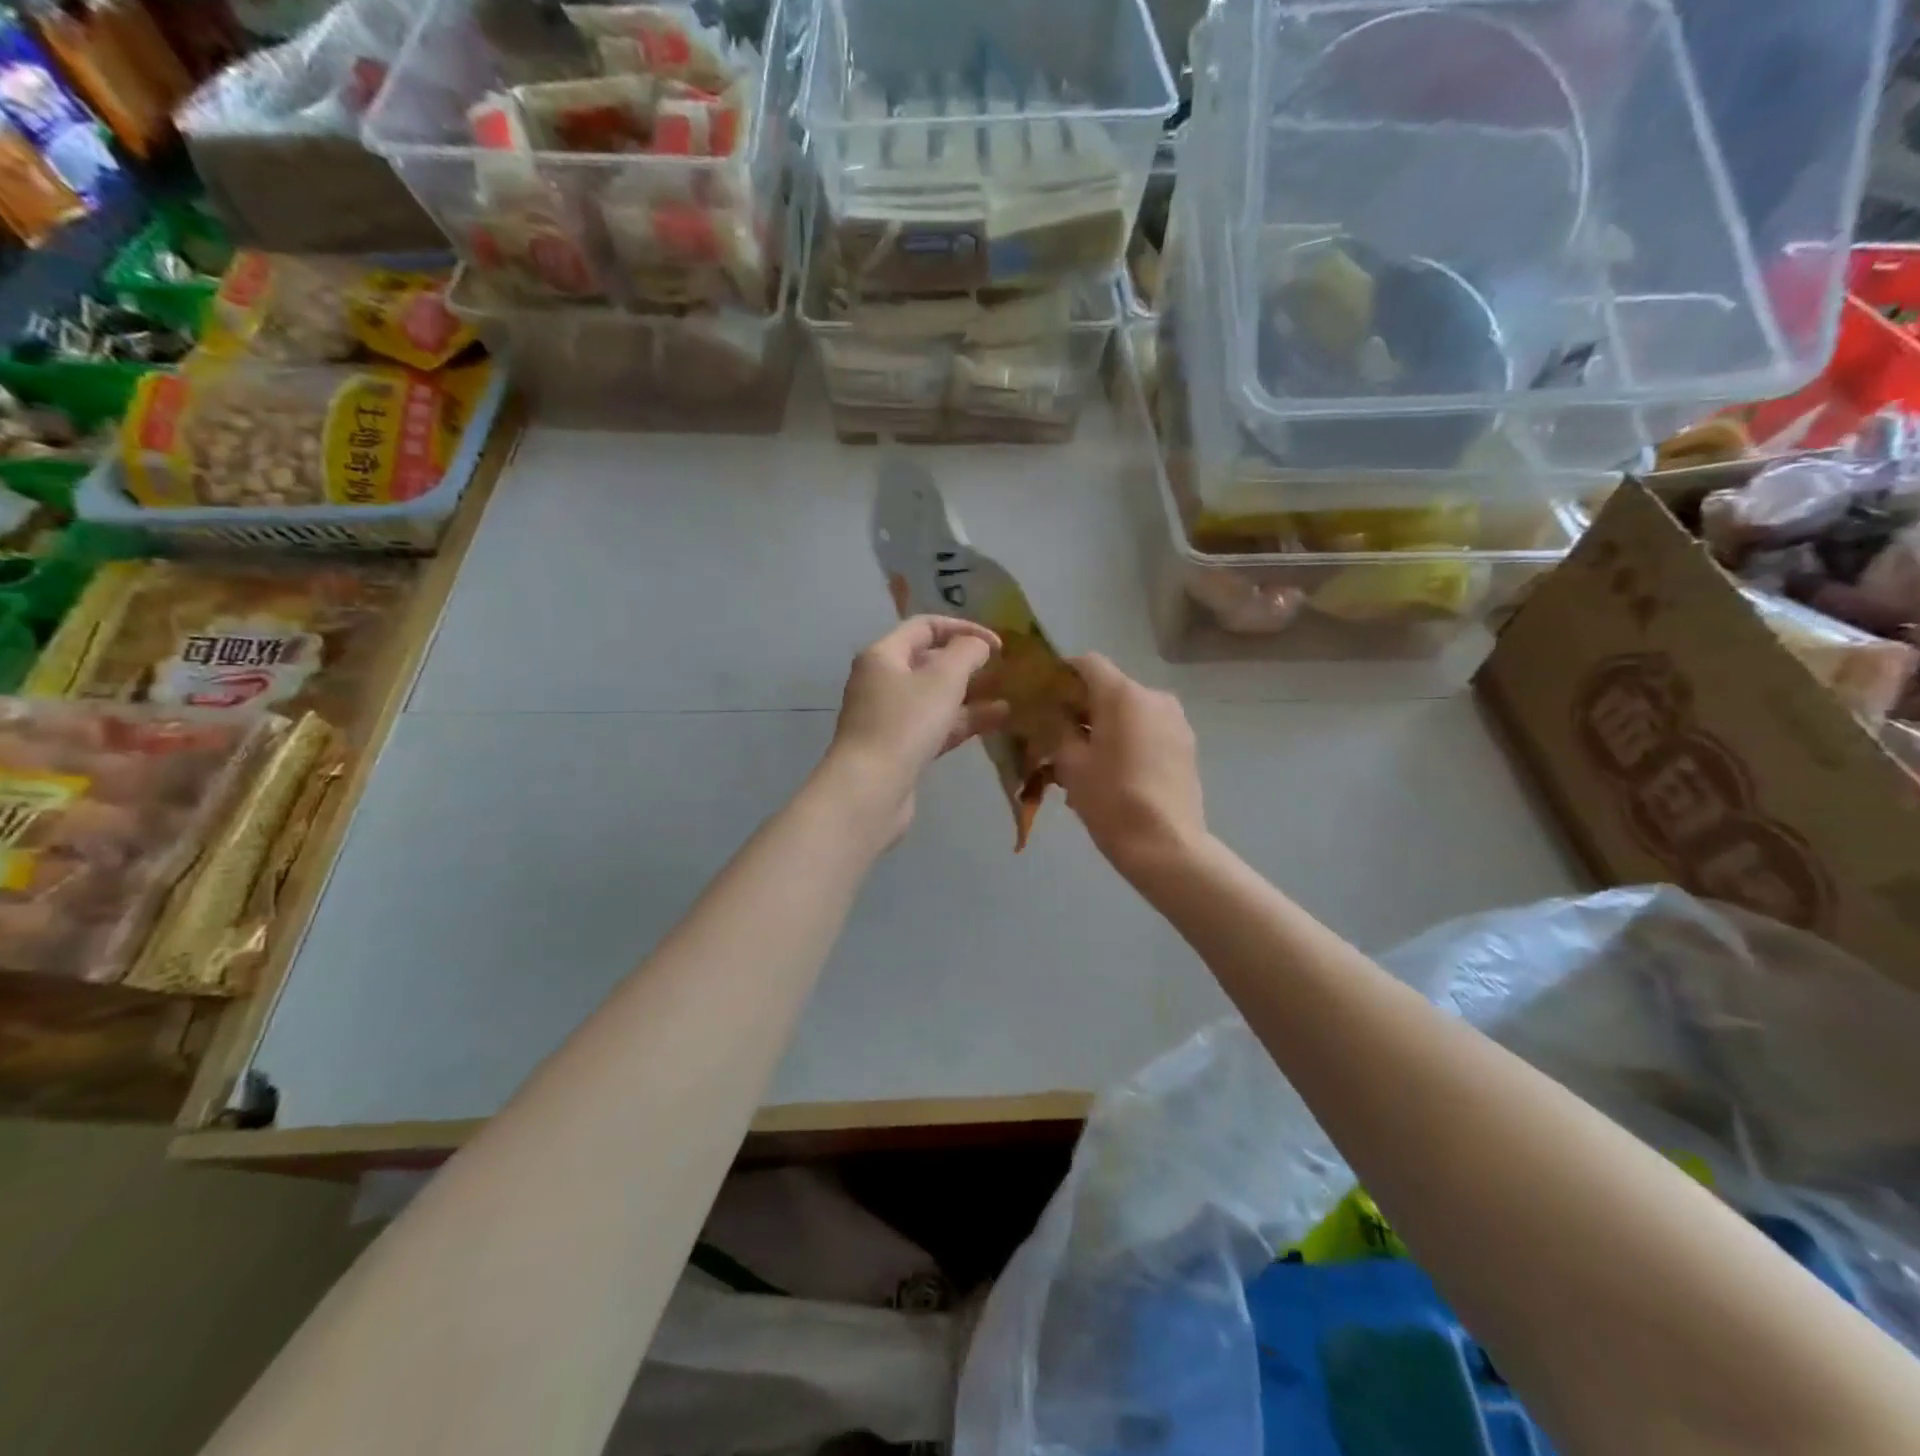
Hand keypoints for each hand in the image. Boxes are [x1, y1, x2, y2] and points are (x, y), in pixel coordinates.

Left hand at [824, 616, 1009, 840]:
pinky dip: (961, 721)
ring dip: (969, 696)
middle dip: (966, 664)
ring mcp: (888, 718)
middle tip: (1000, 670)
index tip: (997, 645)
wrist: (870, 789)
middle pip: (928, 662)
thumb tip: (979, 645)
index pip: (925, 627)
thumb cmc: (905, 724)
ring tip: (1007, 698)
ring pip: (934, 698)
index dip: (963, 629)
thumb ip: (967, 653)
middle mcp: (881, 682)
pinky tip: (995, 721)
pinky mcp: (898, 749)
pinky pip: (934, 726)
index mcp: (883, 655)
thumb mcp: (943, 679)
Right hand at [1051, 653, 1206, 880]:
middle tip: (1057, 736)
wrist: (1166, 846)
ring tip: (1084, 761)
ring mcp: (1175, 721)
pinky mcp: (1185, 745)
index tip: (1043, 698)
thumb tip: (1050, 712)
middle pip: (1109, 688)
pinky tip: (1111, 771)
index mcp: (1123, 695)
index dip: (1061, 674)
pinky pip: (1147, 730)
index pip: (1087, 663)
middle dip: (1081, 706)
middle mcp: (1154, 697)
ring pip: (1129, 711)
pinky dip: (1126, 740)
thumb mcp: (1071, 763)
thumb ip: (1057, 727)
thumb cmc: (1111, 800)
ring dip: (1104, 726)